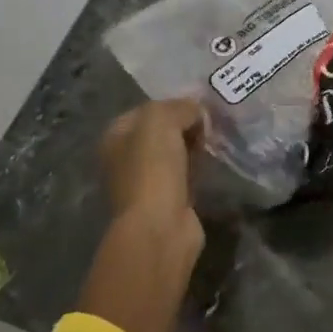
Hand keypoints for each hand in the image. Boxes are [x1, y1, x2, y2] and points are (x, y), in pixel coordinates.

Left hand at [100, 98, 204, 238]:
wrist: (159, 228)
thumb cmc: (152, 169)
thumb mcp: (161, 121)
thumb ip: (179, 107)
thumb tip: (197, 111)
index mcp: (115, 137)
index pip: (147, 110)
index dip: (173, 104)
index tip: (200, 104)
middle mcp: (125, 159)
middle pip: (162, 132)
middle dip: (186, 124)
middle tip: (212, 121)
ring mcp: (146, 182)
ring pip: (175, 153)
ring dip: (195, 145)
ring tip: (217, 138)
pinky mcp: (168, 201)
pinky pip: (186, 174)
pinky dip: (200, 167)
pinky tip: (214, 161)